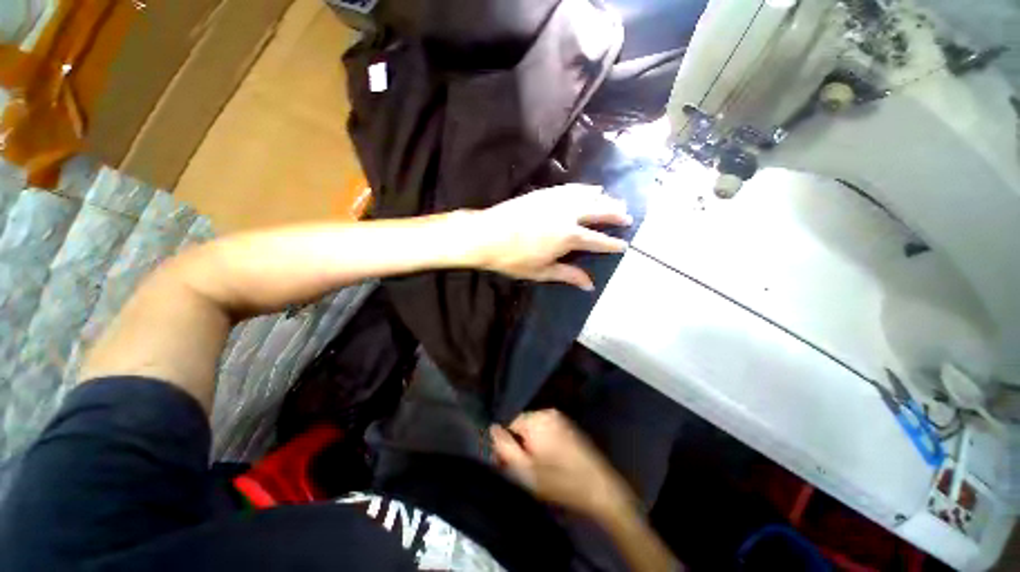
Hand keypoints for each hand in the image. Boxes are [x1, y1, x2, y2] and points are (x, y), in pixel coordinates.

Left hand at [468, 185, 630, 290]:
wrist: (487, 235)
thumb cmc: (513, 259)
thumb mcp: (542, 271)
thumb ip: (568, 275)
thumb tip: (590, 285)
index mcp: (568, 237)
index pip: (597, 241)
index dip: (611, 244)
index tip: (624, 245)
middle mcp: (567, 215)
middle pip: (598, 212)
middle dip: (614, 215)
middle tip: (628, 216)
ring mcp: (556, 201)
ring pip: (587, 196)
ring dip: (604, 198)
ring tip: (615, 199)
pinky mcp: (545, 193)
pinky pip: (571, 188)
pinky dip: (584, 188)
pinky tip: (590, 188)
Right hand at [491, 410, 636, 518]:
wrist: (600, 488)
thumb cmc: (560, 481)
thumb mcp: (525, 471)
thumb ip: (505, 448)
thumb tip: (492, 427)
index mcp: (536, 419)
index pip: (510, 423)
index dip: (506, 444)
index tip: (509, 465)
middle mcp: (548, 412)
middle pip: (522, 425)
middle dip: (519, 444)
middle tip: (524, 470)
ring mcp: (561, 418)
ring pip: (535, 428)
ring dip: (531, 445)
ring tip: (537, 468)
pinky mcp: (570, 426)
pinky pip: (548, 430)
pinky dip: (544, 443)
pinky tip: (550, 462)